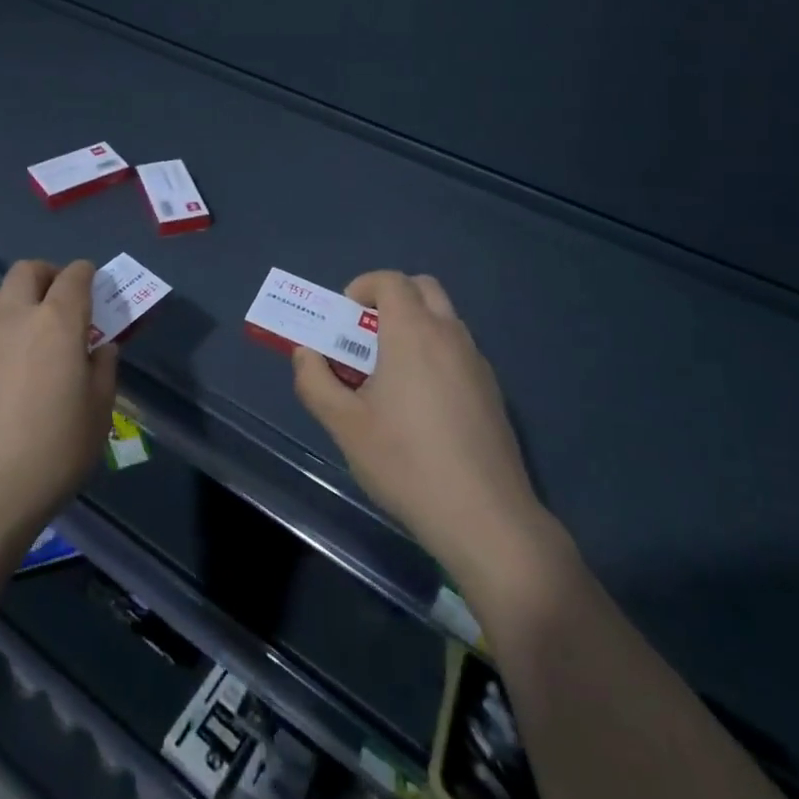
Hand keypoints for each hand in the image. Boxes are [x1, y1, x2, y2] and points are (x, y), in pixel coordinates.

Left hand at [0, 259, 117, 552]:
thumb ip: (103, 369)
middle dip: (49, 275)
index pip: (74, 276)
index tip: (96, 289)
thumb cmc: (51, 452)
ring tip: (35, 333)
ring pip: (0, 293)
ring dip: (21, 298)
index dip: (88, 275)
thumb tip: (99, 348)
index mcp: (57, 322)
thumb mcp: (98, 413)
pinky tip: (10, 366)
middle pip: (28, 270)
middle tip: (64, 302)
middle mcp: (16, 316)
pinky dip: (2, 328)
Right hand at [289, 271, 560, 600]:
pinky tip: (423, 407)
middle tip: (366, 338)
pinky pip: (459, 351)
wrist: (485, 517)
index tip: (344, 317)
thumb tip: (305, 353)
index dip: (362, 287)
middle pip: (422, 288)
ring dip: (415, 326)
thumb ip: (315, 382)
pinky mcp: (493, 391)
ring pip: (444, 320)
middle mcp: (450, 335)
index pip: (390, 280)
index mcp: (413, 333)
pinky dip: (436, 354)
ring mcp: (477, 362)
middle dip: (391, 299)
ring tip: (390, 376)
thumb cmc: (406, 463)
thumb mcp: (344, 426)